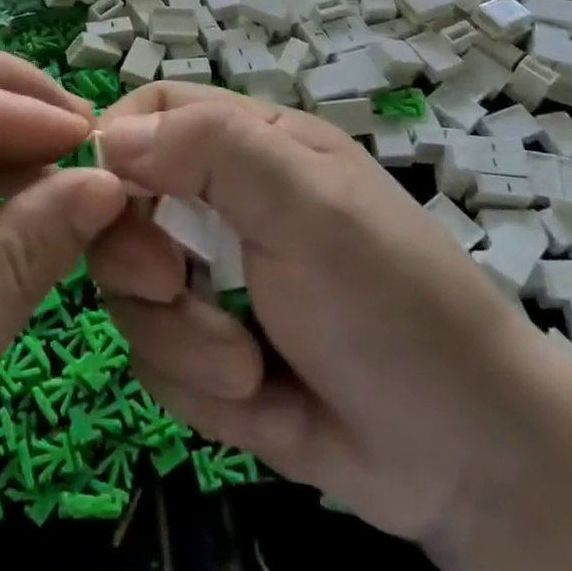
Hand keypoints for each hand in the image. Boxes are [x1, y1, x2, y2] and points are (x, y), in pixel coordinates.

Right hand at [90, 84, 559, 543]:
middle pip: (120, 205)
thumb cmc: (394, 305)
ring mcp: (210, 283)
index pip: (154, 109)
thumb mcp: (310, 207)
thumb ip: (213, 151)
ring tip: (249, 368)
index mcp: (252, 148)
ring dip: (179, 337)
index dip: (117, 142)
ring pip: (129, 291)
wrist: (467, 461)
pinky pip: (154, 360)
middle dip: (138, 259)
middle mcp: (221, 206)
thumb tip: (109, 135)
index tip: (104, 196)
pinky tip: (261, 401)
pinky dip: (198, 388)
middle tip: (178, 285)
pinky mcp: (207, 356)